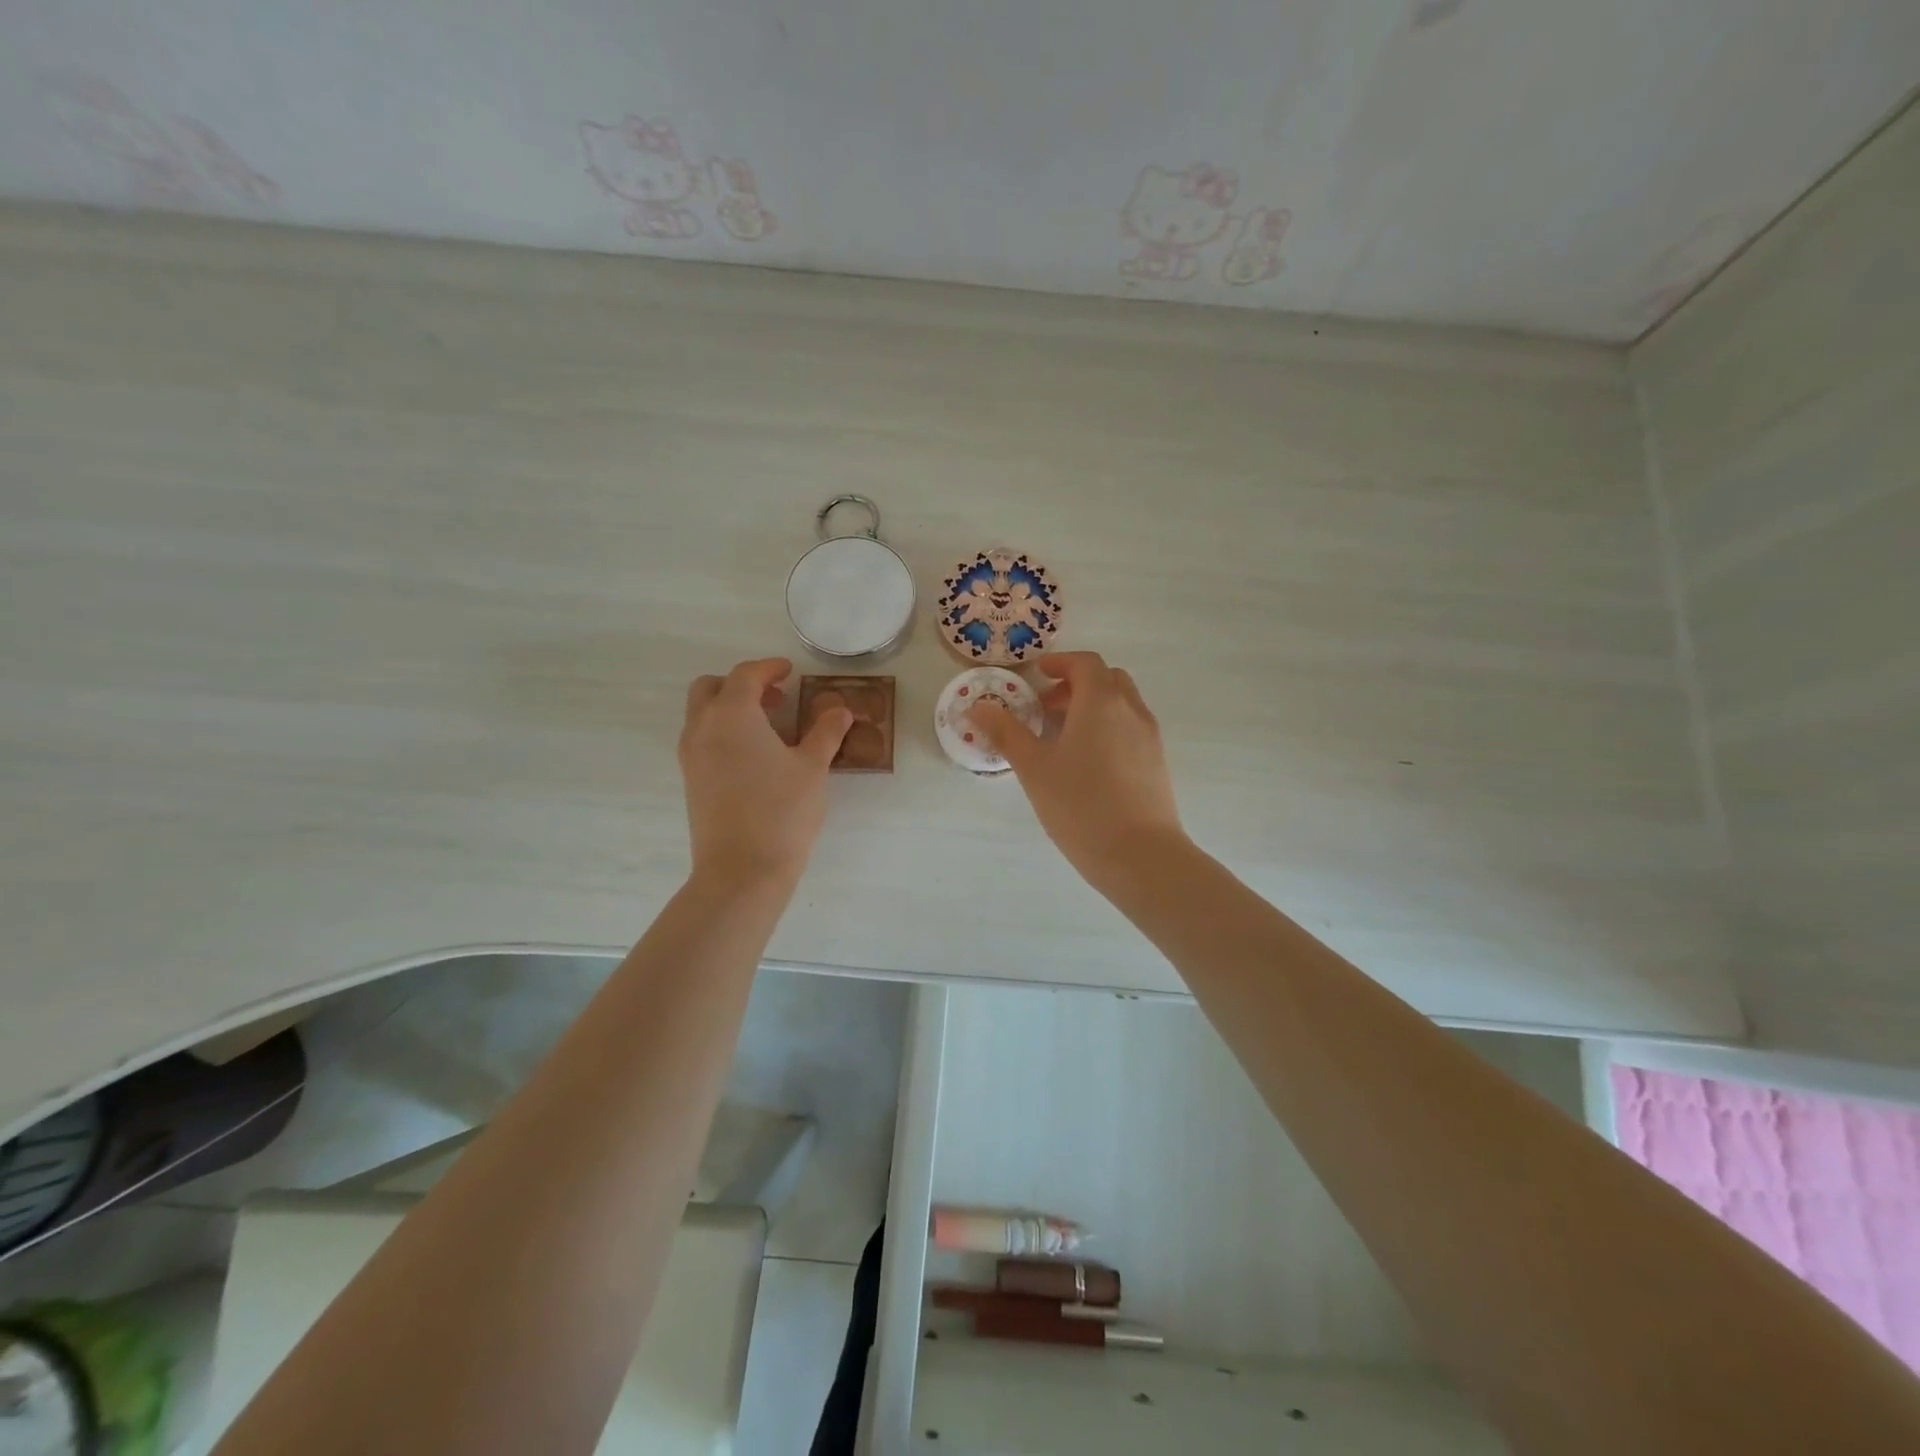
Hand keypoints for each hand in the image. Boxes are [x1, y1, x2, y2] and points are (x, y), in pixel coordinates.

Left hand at [679, 658, 851, 884]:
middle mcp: (703, 728)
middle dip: (741, 684)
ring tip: (768, 728)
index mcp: (732, 714)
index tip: (789, 672)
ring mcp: (691, 755)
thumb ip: (825, 733)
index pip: (746, 675)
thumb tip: (840, 711)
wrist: (742, 869)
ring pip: (702, 714)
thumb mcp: (812, 768)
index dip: (769, 668)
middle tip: (775, 698)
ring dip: (730, 708)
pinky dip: (723, 732)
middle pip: (711, 688)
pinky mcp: (690, 780)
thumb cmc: (782, 811)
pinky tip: (754, 756)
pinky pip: (702, 739)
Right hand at [969, 651, 1186, 889]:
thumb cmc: (1081, 805)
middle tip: (1046, 708)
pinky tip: (1087, 764)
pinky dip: (1108, 728)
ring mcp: (1149, 737)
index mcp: (1101, 701)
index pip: (1085, 663)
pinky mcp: (1157, 763)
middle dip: (1076, 685)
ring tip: (1063, 738)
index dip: (1060, 663)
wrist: (1140, 855)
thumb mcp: (1034, 768)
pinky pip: (1130, 729)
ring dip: (1093, 707)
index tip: (1038, 675)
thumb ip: (1006, 733)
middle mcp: (1131, 710)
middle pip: (1107, 680)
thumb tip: (977, 707)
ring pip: (1121, 705)